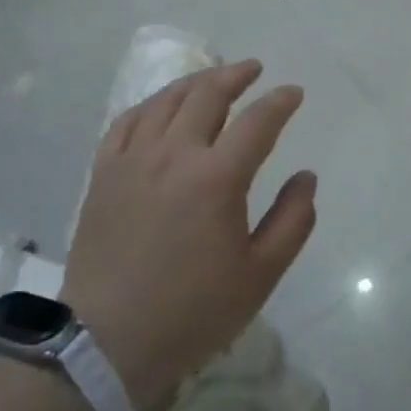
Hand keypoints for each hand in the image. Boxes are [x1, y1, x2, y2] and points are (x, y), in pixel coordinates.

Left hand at [63, 60, 314, 410]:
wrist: (108, 341)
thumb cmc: (192, 312)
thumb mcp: (259, 276)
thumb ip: (292, 222)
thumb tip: (306, 177)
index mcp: (217, 178)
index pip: (258, 121)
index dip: (280, 102)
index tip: (293, 93)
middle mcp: (175, 154)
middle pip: (208, 94)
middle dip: (236, 75)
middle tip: (253, 69)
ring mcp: (133, 159)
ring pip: (166, 100)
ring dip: (195, 82)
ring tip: (212, 78)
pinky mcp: (104, 173)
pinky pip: (127, 121)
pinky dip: (150, 105)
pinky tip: (160, 106)